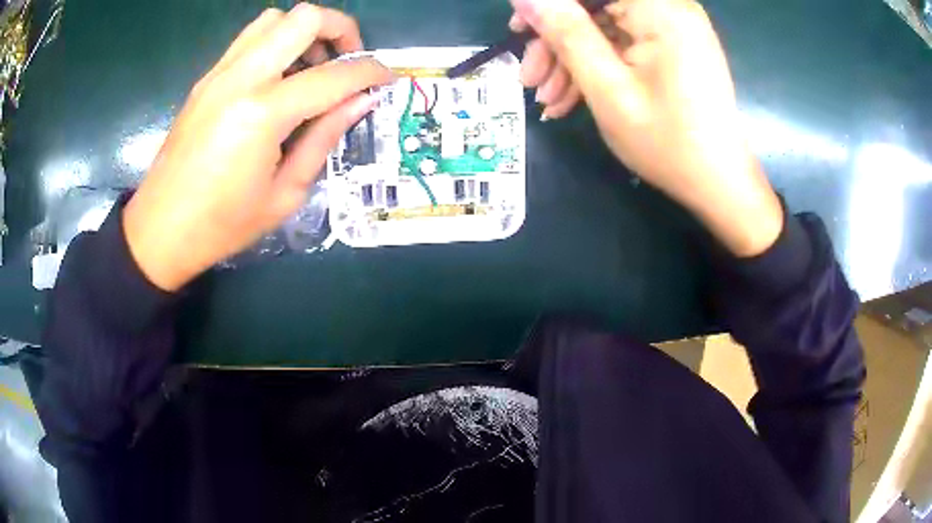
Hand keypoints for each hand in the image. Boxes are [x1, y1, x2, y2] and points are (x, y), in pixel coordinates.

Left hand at [123, 4, 392, 290]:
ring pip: (274, 19)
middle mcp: (242, 78)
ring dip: (304, 32)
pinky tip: (278, 78)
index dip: (371, 73)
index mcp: (264, 113)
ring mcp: (219, 73)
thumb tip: (361, 103)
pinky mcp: (206, 79)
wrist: (160, 229)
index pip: (334, 75)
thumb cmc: (223, 225)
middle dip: (341, 29)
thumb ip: (324, 138)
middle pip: (304, 18)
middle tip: (347, 61)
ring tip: (311, 68)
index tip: (387, 79)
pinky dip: (276, 43)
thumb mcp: (285, 194)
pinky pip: (250, 39)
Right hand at [511, 0, 782, 256]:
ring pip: (604, 27)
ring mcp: (671, 29)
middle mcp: (668, 8)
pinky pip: (622, 45)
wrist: (718, 184)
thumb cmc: (668, 142)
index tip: (520, 31)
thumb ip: (566, 33)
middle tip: (529, 78)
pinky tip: (571, 99)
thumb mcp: (607, 88)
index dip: (550, 5)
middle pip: (595, 7)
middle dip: (557, 40)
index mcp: (660, 9)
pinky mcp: (671, 48)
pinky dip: (596, 67)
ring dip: (571, 60)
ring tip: (548, 101)